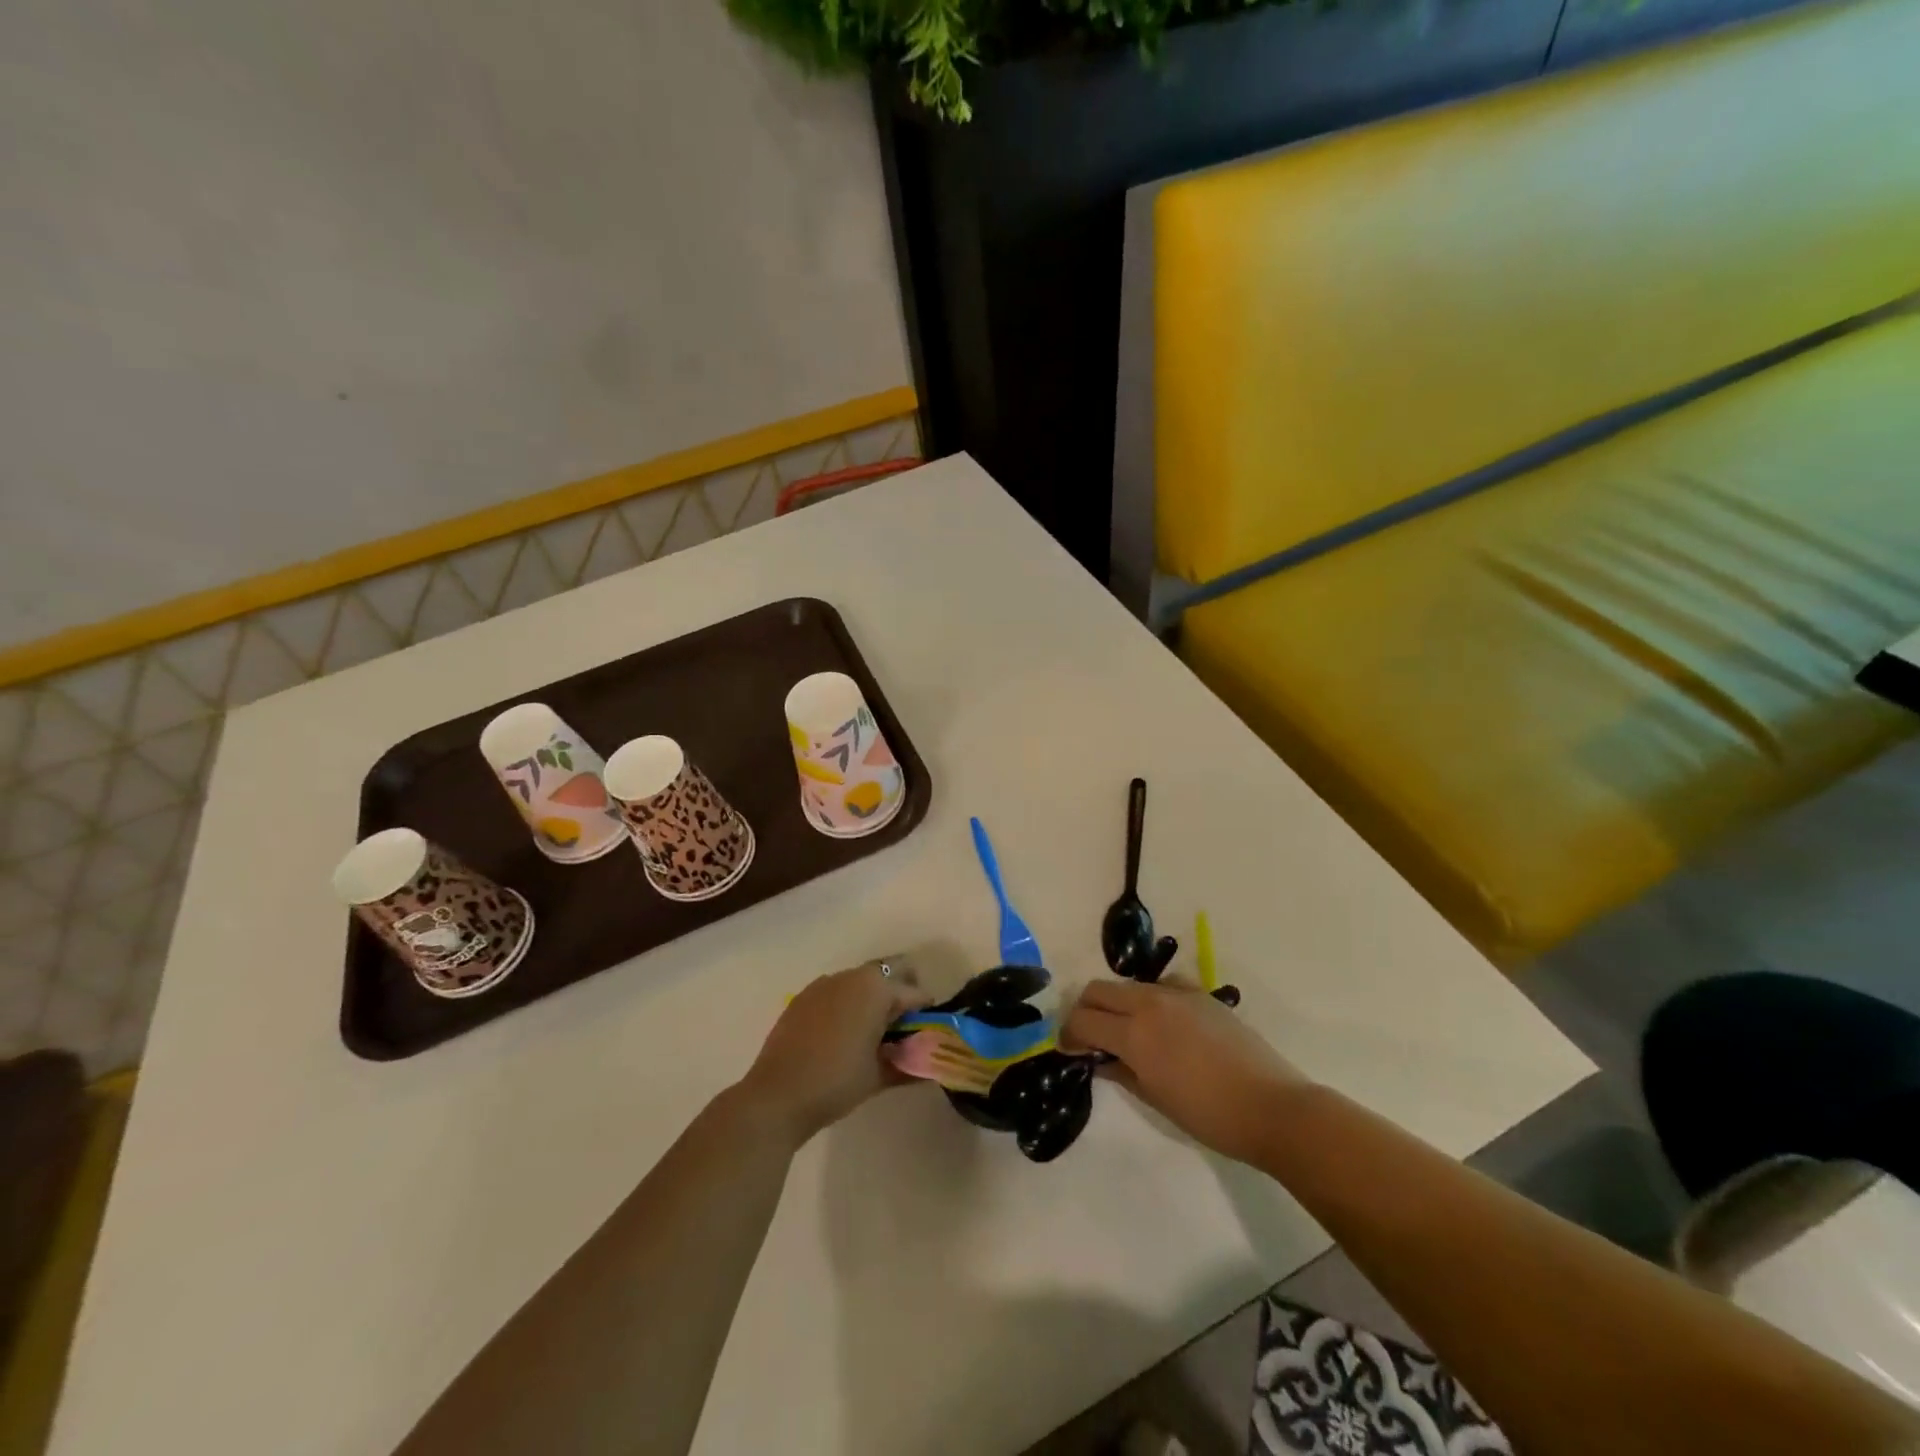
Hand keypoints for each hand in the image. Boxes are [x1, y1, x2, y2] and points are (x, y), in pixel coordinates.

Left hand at [739, 960, 931, 1145]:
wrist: (776, 1096)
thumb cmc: (836, 1081)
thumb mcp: (879, 1075)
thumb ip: (909, 1065)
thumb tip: (929, 1067)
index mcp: (876, 988)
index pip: (915, 993)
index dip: (926, 1014)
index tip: (928, 1035)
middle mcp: (851, 976)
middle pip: (889, 975)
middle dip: (900, 996)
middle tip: (903, 1030)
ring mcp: (823, 984)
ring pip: (861, 982)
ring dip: (873, 1000)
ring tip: (872, 1035)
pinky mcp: (802, 998)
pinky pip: (836, 993)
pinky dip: (847, 1006)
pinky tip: (842, 1036)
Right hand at [1061, 978, 1310, 1164]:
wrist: (1272, 1107)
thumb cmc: (1209, 1115)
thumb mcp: (1155, 1099)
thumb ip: (1121, 1070)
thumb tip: (1098, 1058)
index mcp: (1135, 1032)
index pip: (1083, 1019)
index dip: (1068, 1033)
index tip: (1068, 1049)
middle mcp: (1150, 1002)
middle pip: (1099, 990)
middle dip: (1085, 1010)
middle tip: (1089, 1037)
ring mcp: (1178, 993)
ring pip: (1129, 984)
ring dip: (1116, 1002)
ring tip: (1125, 1031)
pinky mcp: (1201, 994)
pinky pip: (1162, 985)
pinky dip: (1150, 998)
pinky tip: (1162, 1023)